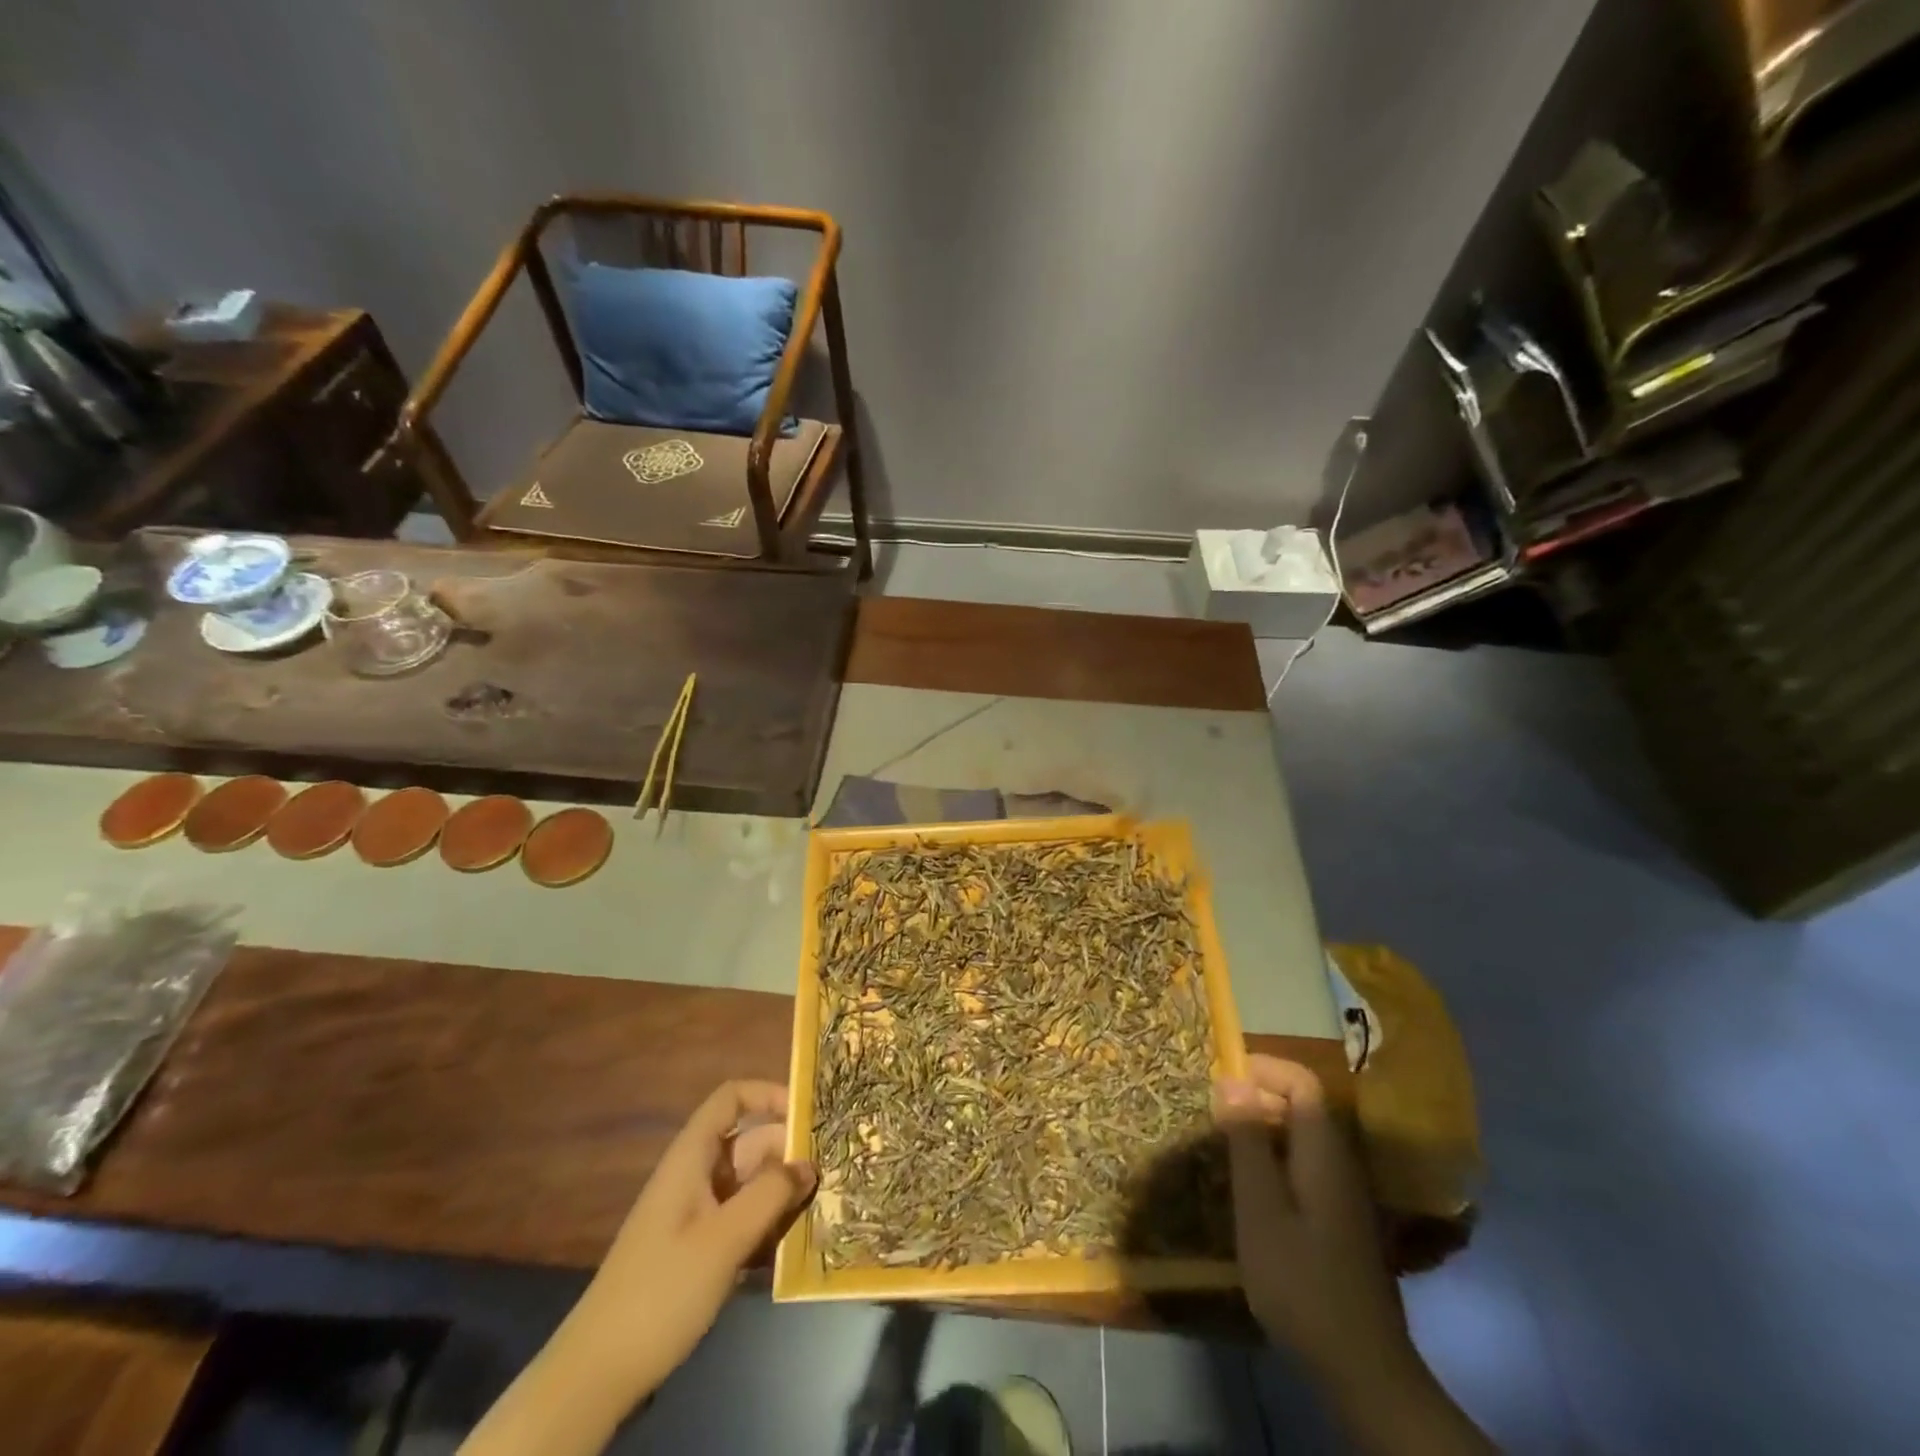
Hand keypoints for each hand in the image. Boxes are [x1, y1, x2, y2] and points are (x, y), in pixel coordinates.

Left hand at [461, 1081, 815, 1455]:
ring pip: (751, 1185)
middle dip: (789, 1155)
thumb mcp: (724, 1239)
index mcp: (692, 1157)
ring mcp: (697, 1215)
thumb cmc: (662, 1290)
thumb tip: (810, 1163)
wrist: (598, 1373)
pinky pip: (744, 1221)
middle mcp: (696, 1176)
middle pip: (750, 1143)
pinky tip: (793, 1249)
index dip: (769, 1095)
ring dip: (783, 1195)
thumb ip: (771, 1195)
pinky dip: (768, 1227)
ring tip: (822, 1210)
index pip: (731, 1099)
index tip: (807, 1116)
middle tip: (831, 1175)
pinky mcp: (700, 1251)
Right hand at [1215, 1057, 1493, 1453]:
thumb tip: (1231, 1078)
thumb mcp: (1260, 1209)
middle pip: (1302, 1105)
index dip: (1262, 1068)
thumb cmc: (1302, 1282)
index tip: (1220, 1077)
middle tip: (1211, 1111)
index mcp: (1324, 1152)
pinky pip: (1302, 1166)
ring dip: (1261, 1129)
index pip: (1301, 1081)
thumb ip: (1247, 1141)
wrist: (1362, 1369)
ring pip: (1301, 1137)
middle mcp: (1339, 1163)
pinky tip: (1247, 1189)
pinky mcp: (1338, 1221)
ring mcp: (1343, 1194)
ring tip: (1220, 1144)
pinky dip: (1272, 1160)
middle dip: (1256, 1096)